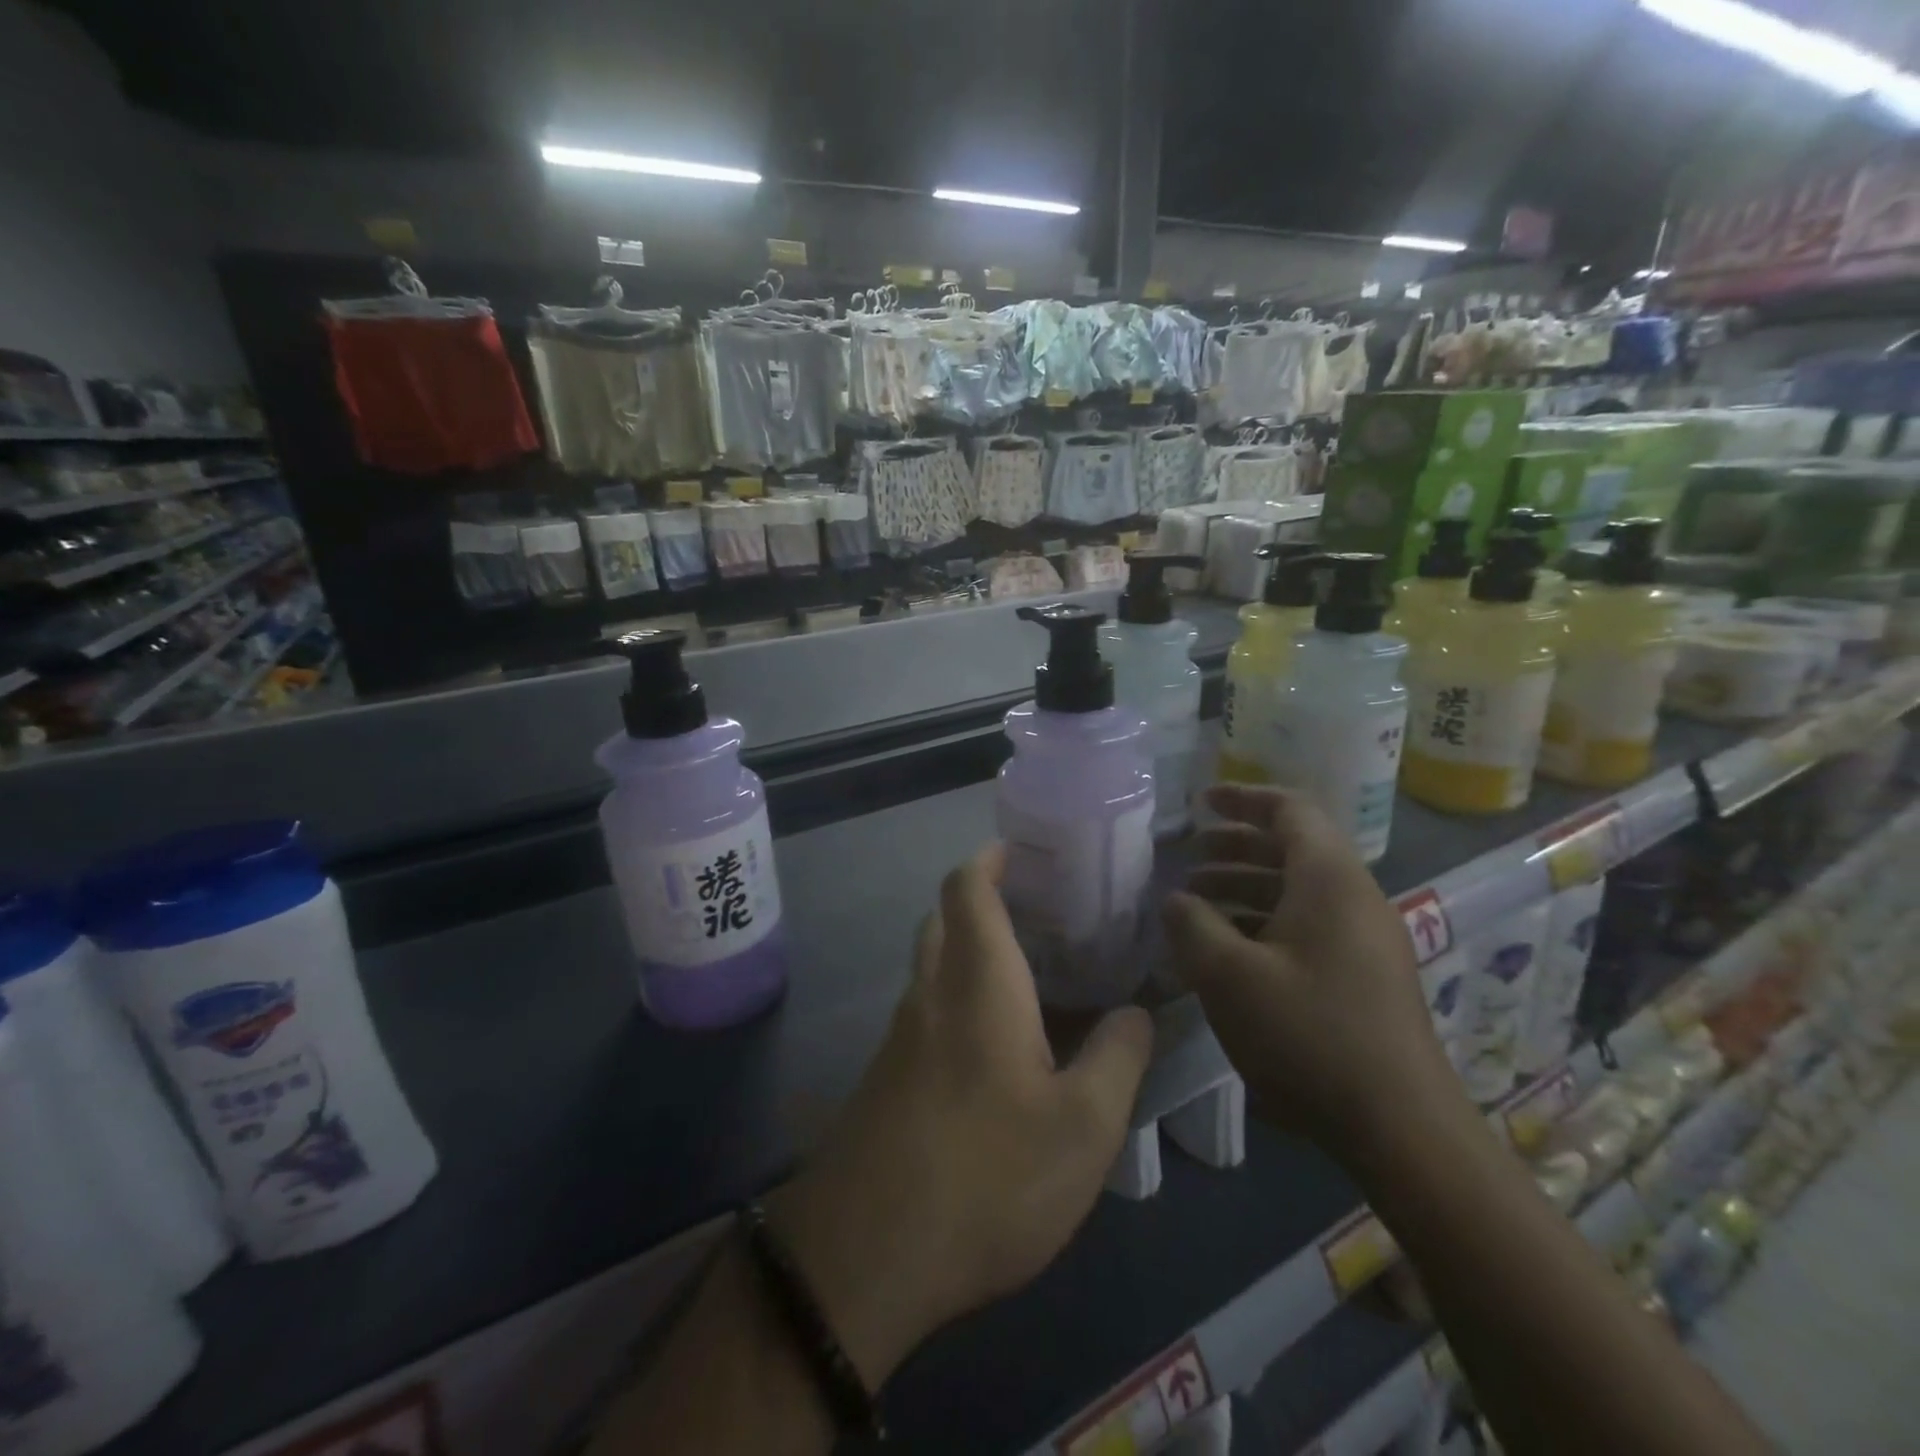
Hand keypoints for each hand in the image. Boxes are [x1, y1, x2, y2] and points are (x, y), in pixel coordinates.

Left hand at [768, 844, 1153, 1389]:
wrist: (866, 1255)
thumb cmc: (988, 1175)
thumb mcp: (1083, 1127)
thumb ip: (1118, 1057)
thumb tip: (1138, 1010)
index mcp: (978, 982)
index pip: (968, 888)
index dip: (990, 858)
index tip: (1023, 850)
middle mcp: (931, 993)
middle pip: (944, 918)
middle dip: (982, 898)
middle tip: (1040, 910)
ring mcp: (900, 1036)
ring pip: (932, 965)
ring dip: (970, 948)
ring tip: (1030, 971)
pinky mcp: (886, 1077)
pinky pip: (926, 1009)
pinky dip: (958, 995)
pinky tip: (996, 1041)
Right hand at [1162, 784, 1458, 1151]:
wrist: (1401, 1127)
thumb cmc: (1309, 1035)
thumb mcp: (1230, 976)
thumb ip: (1192, 925)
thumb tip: (1175, 898)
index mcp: (1329, 880)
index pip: (1290, 810)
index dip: (1242, 799)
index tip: (1200, 802)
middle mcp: (1354, 897)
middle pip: (1293, 847)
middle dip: (1236, 845)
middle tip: (1189, 856)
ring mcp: (1365, 938)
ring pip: (1299, 889)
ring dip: (1246, 885)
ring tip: (1197, 903)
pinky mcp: (1365, 974)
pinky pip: (1310, 924)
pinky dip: (1265, 920)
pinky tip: (1230, 949)